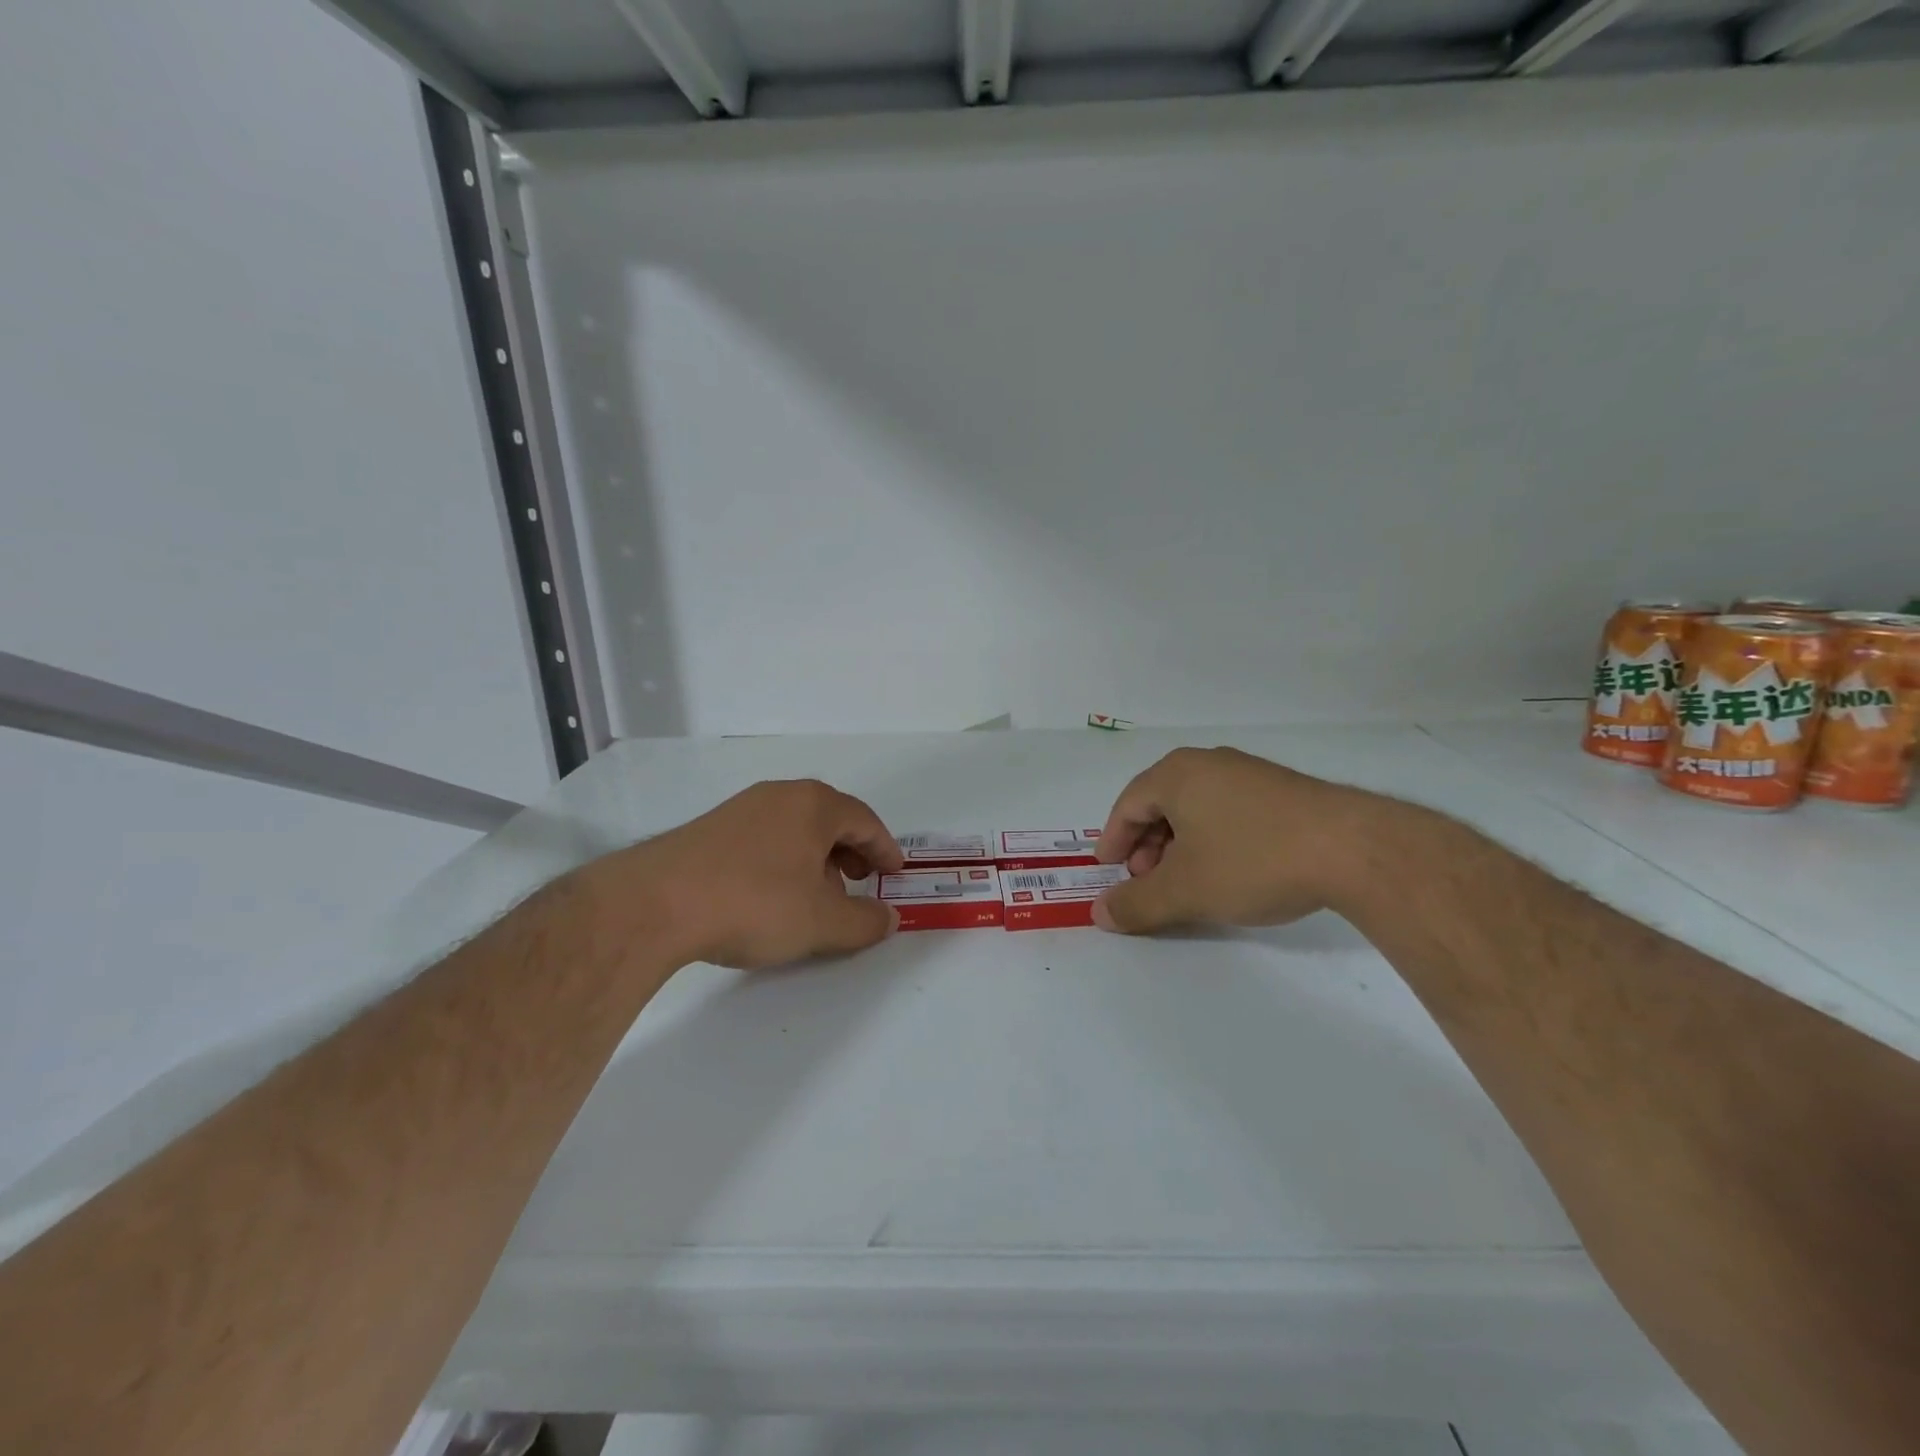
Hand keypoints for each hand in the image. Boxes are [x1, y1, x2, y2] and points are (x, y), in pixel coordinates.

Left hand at [593, 779, 903, 969]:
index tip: (894, 873)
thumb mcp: (822, 922)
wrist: (655, 904)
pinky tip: (772, 894)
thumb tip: (888, 917)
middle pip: (830, 819)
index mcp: (814, 805)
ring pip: (795, 828)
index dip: (884, 848)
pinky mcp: (710, 828)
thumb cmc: (755, 904)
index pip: (865, 820)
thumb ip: (864, 921)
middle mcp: (780, 795)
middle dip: (851, 851)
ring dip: (816, 857)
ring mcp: (741, 808)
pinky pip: (764, 837)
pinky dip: (783, 859)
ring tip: (817, 894)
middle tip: (859, 882)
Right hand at [1092, 747, 1387, 933]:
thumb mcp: (1185, 890)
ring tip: (1187, 881)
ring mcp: (1249, 773)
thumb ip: (1137, 903)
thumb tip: (1101, 914)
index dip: (1112, 840)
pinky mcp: (1282, 790)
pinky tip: (1229, 870)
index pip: (1127, 805)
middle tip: (1147, 881)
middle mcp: (1209, 763)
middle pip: (1160, 804)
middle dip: (1146, 846)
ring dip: (1179, 845)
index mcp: (1176, 774)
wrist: (1354, 849)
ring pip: (1196, 808)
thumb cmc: (1253, 860)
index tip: (1108, 870)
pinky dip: (1213, 839)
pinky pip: (1228, 811)